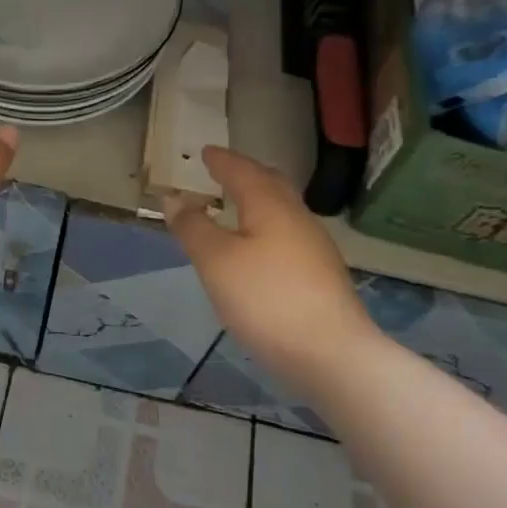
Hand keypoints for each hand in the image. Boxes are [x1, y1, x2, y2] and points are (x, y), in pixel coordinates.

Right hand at [166, 147, 379, 390]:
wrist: (332, 355)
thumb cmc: (266, 299)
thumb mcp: (216, 261)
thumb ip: (193, 227)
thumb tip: (174, 199)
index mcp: (270, 205)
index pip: (242, 171)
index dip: (222, 161)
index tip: (206, 152)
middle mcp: (297, 217)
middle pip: (271, 184)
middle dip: (245, 174)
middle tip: (223, 171)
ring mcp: (314, 247)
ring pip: (282, 209)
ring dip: (258, 199)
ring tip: (236, 205)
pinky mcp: (321, 275)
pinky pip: (287, 233)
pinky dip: (266, 225)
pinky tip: (258, 247)